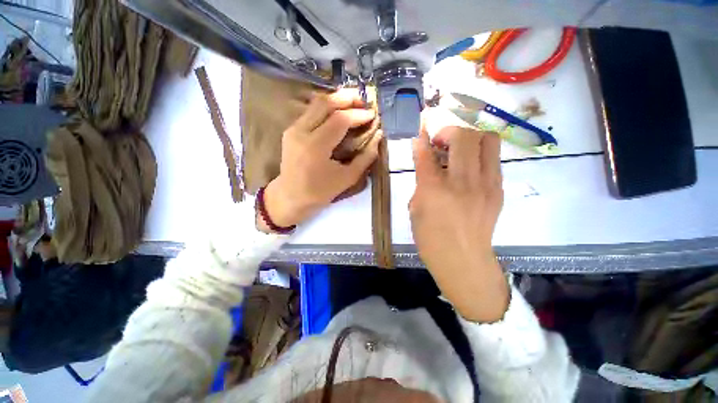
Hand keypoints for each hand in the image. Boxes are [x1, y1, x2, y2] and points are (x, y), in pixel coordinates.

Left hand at [260, 88, 380, 229]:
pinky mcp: (291, 129)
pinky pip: (311, 111)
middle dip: (347, 98)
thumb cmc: (320, 192)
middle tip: (364, 101)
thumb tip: (378, 136)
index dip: (358, 115)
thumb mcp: (347, 178)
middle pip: (325, 103)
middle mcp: (301, 132)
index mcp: (315, 147)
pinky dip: (327, 107)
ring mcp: (293, 129)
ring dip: (337, 99)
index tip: (373, 115)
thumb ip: (365, 157)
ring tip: (354, 103)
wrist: (290, 196)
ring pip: (316, 103)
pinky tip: (339, 111)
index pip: (339, 120)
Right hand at [410, 124, 508, 322]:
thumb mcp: (415, 208)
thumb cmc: (431, 238)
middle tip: (440, 142)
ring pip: (486, 140)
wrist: (463, 260)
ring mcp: (486, 184)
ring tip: (458, 150)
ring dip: (469, 138)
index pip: (426, 152)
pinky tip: (469, 167)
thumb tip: (424, 159)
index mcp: (434, 189)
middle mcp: (462, 181)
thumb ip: (420, 180)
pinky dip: (479, 154)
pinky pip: (493, 158)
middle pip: (463, 136)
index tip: (420, 131)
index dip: (421, 137)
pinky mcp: (498, 189)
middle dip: (448, 131)